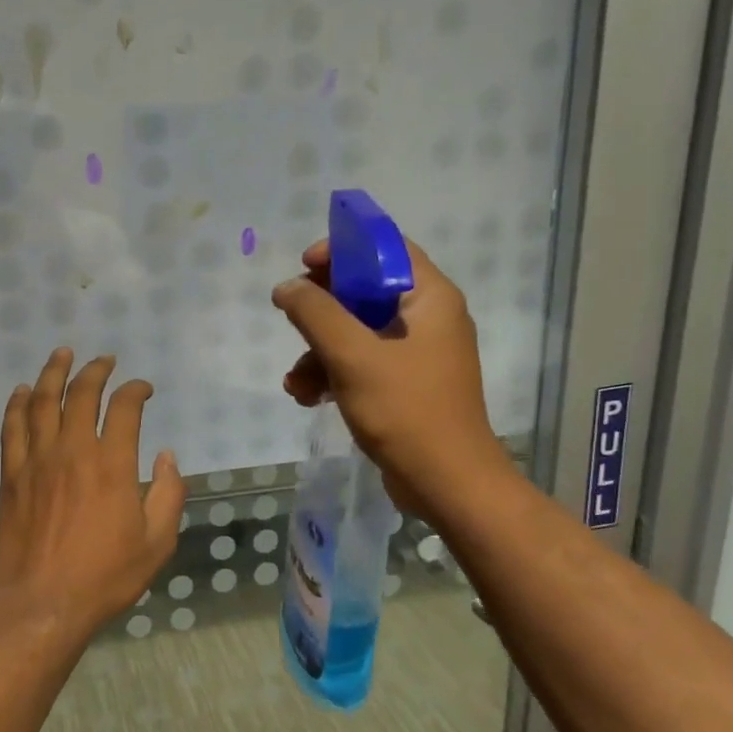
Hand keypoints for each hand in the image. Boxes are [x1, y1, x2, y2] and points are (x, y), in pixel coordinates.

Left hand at [0, 349, 184, 637]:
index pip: (125, 408)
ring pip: (41, 401)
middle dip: (96, 370)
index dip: (136, 390)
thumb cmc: (105, 576)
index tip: (143, 389)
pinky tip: (21, 391)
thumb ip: (169, 494)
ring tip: (62, 354)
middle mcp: (73, 451)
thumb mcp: (157, 542)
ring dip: (53, 373)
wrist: (44, 603)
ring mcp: (37, 460)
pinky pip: (12, 428)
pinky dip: (17, 404)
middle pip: (81, 394)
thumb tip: (167, 456)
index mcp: (113, 465)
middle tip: (105, 360)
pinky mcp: (11, 475)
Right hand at [271, 238, 510, 512]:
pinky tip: (309, 397)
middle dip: (321, 310)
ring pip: (357, 331)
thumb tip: (286, 287)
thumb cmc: (405, 409)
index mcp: (430, 297)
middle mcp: (428, 318)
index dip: (342, 250)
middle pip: (365, 291)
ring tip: (296, 382)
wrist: (446, 482)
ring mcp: (417, 353)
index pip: (386, 249)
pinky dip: (334, 374)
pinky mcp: (405, 384)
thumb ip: (315, 313)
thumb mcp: (352, 355)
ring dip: (319, 351)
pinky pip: (362, 363)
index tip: (304, 266)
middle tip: (291, 318)